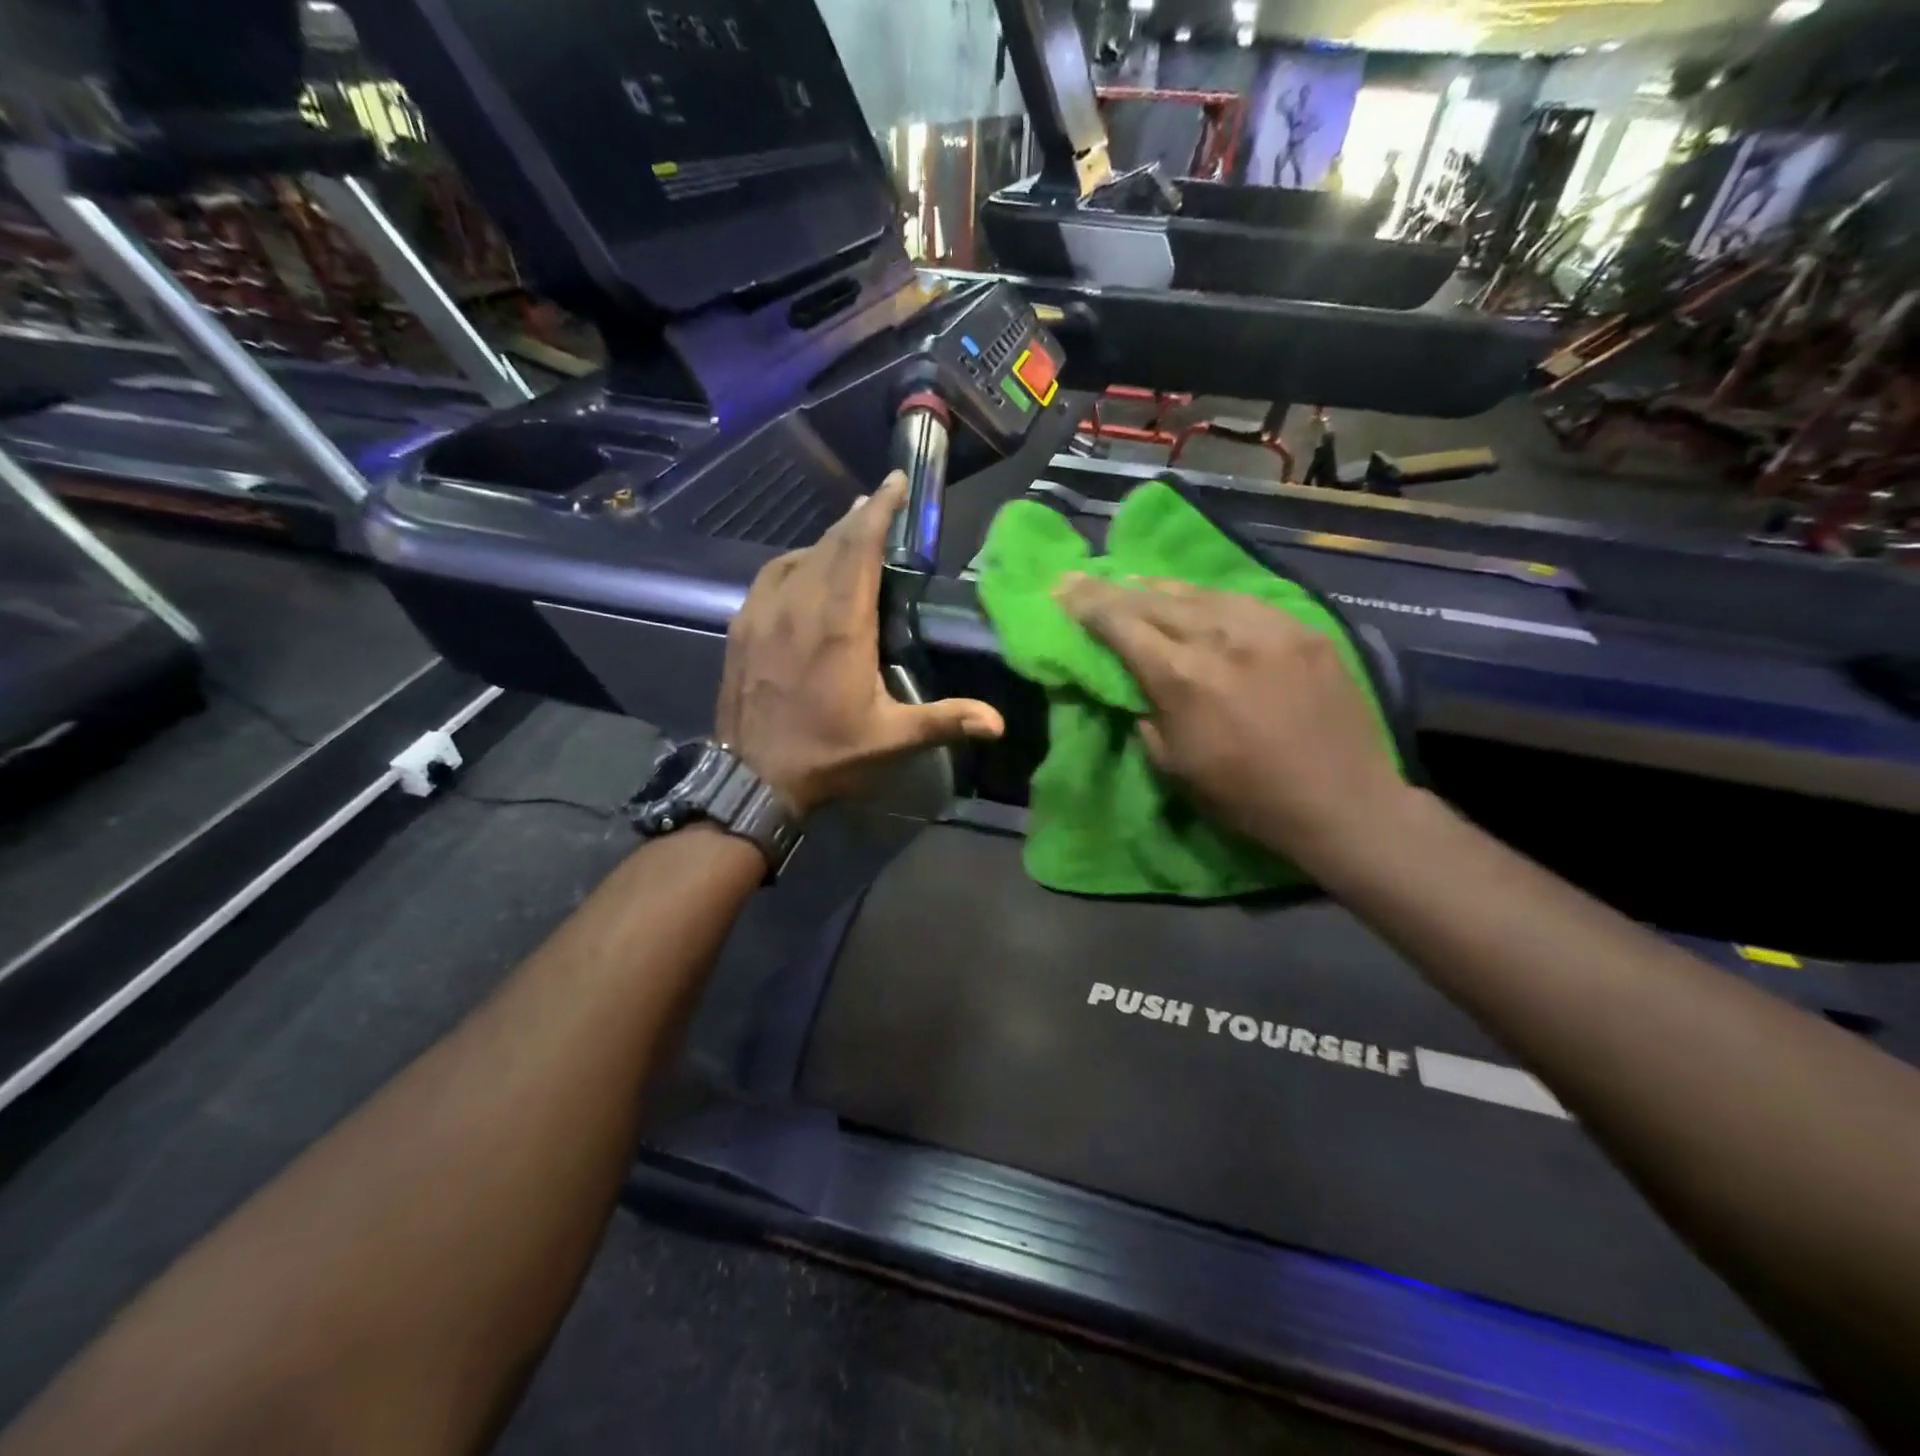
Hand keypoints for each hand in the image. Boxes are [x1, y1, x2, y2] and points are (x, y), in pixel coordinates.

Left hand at [718, 472, 1004, 814]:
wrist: (751, 778)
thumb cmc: (827, 756)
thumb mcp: (891, 740)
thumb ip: (945, 721)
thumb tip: (999, 722)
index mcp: (841, 626)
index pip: (860, 548)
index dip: (880, 510)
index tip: (895, 482)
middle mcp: (801, 606)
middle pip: (832, 543)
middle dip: (859, 518)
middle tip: (881, 502)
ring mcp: (765, 613)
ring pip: (800, 555)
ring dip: (828, 538)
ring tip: (850, 531)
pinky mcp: (742, 626)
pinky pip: (771, 575)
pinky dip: (796, 561)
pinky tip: (805, 567)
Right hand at [1058, 576, 1409, 864]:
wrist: (1342, 802)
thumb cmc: (1246, 798)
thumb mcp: (1174, 767)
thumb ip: (1147, 715)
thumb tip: (1138, 684)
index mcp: (1183, 677)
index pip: (1122, 625)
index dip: (1088, 604)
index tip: (1063, 588)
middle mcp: (1221, 638)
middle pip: (1154, 600)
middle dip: (1113, 589)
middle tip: (1086, 578)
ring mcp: (1267, 627)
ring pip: (1199, 593)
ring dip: (1159, 588)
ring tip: (1135, 582)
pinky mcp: (1303, 628)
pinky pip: (1243, 601)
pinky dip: (1209, 598)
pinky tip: (1198, 599)